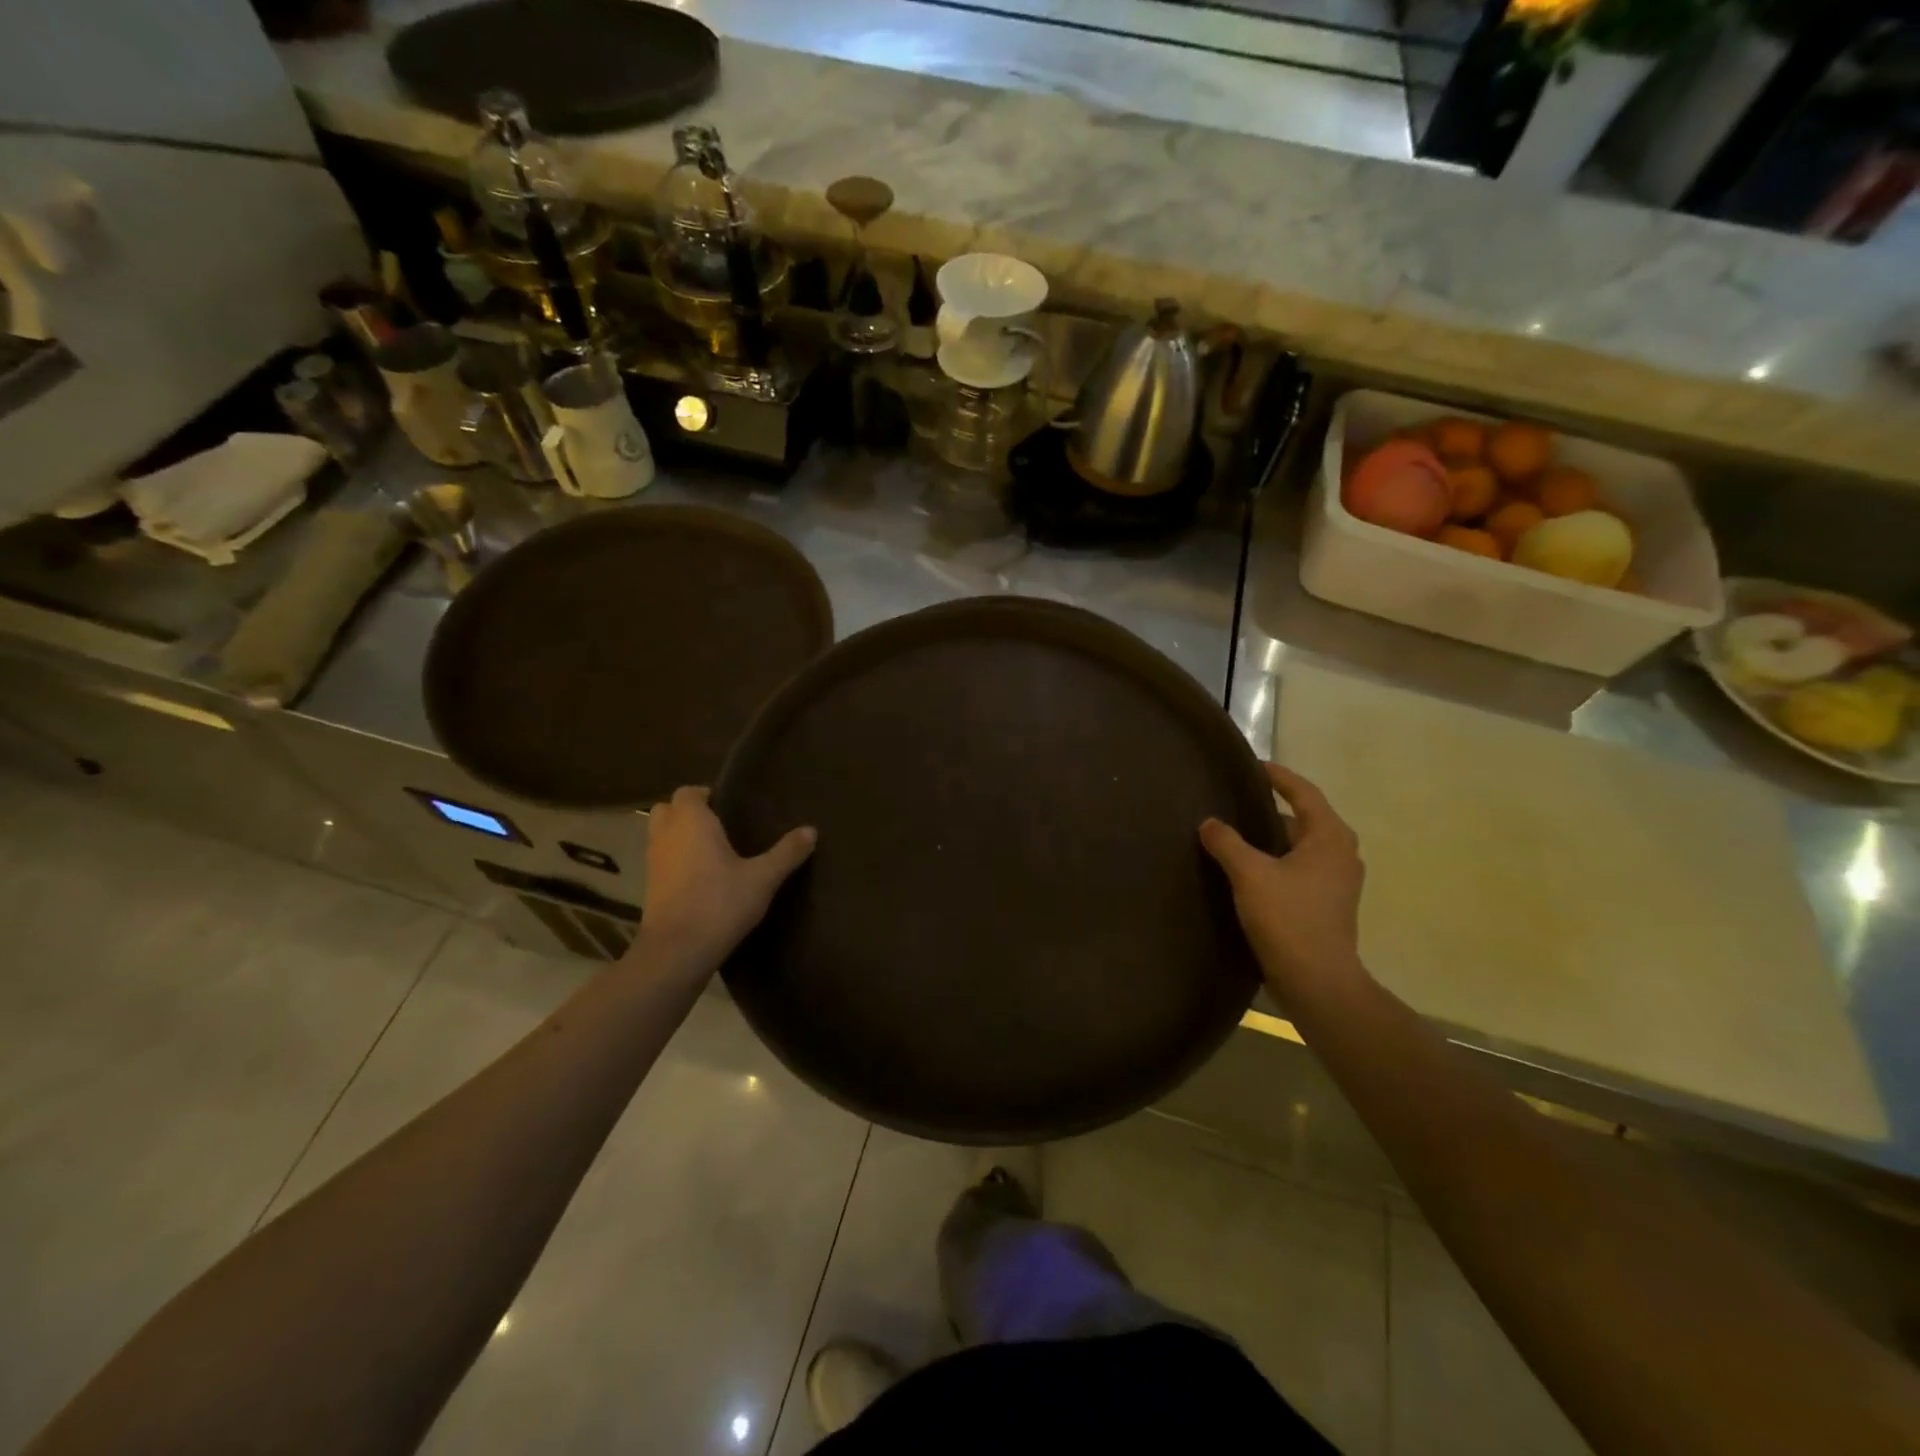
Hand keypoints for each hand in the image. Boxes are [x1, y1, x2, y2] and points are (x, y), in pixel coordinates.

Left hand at [636, 787, 815, 969]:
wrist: (677, 952)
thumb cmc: (719, 904)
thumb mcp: (762, 879)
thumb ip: (786, 853)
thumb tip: (811, 830)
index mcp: (692, 822)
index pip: (688, 792)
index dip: (706, 795)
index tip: (731, 806)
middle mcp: (666, 835)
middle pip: (668, 809)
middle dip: (688, 812)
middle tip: (720, 825)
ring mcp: (653, 862)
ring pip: (661, 835)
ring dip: (679, 836)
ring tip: (713, 850)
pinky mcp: (649, 887)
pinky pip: (662, 860)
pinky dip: (676, 860)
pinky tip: (701, 877)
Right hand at [1200, 763, 1367, 995]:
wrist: (1317, 982)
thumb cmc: (1288, 919)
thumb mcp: (1250, 874)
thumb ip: (1227, 842)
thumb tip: (1209, 822)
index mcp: (1329, 838)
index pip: (1304, 793)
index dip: (1278, 776)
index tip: (1253, 767)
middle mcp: (1340, 854)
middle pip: (1304, 818)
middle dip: (1273, 808)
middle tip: (1239, 800)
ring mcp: (1337, 882)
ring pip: (1301, 846)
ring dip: (1273, 837)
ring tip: (1238, 833)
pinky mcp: (1328, 904)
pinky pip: (1300, 868)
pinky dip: (1277, 860)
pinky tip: (1249, 869)